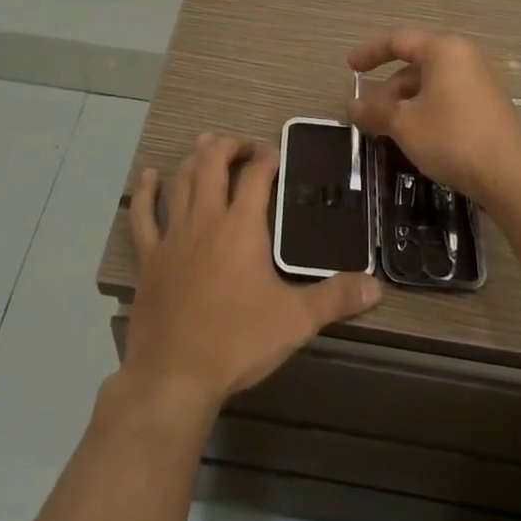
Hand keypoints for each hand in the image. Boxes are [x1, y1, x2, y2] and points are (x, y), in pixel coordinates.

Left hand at [123, 133, 381, 413]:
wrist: (175, 375)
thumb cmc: (238, 342)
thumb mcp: (296, 320)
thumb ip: (336, 298)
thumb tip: (376, 286)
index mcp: (241, 227)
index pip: (255, 176)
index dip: (267, 158)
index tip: (276, 154)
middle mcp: (205, 219)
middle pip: (212, 164)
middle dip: (229, 146)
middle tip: (245, 147)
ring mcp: (172, 236)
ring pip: (180, 181)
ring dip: (193, 158)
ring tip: (206, 145)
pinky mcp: (149, 257)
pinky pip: (143, 216)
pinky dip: (146, 192)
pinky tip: (148, 177)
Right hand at [347, 29, 520, 204]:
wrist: (507, 176)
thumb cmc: (450, 138)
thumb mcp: (403, 124)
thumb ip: (374, 110)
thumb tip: (350, 106)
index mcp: (444, 50)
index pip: (398, 40)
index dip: (369, 52)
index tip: (349, 68)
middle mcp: (464, 56)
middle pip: (414, 63)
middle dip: (386, 87)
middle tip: (367, 112)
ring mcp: (479, 80)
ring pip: (430, 82)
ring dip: (404, 101)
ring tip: (387, 128)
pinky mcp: (486, 103)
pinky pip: (446, 95)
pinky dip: (424, 107)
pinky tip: (414, 133)